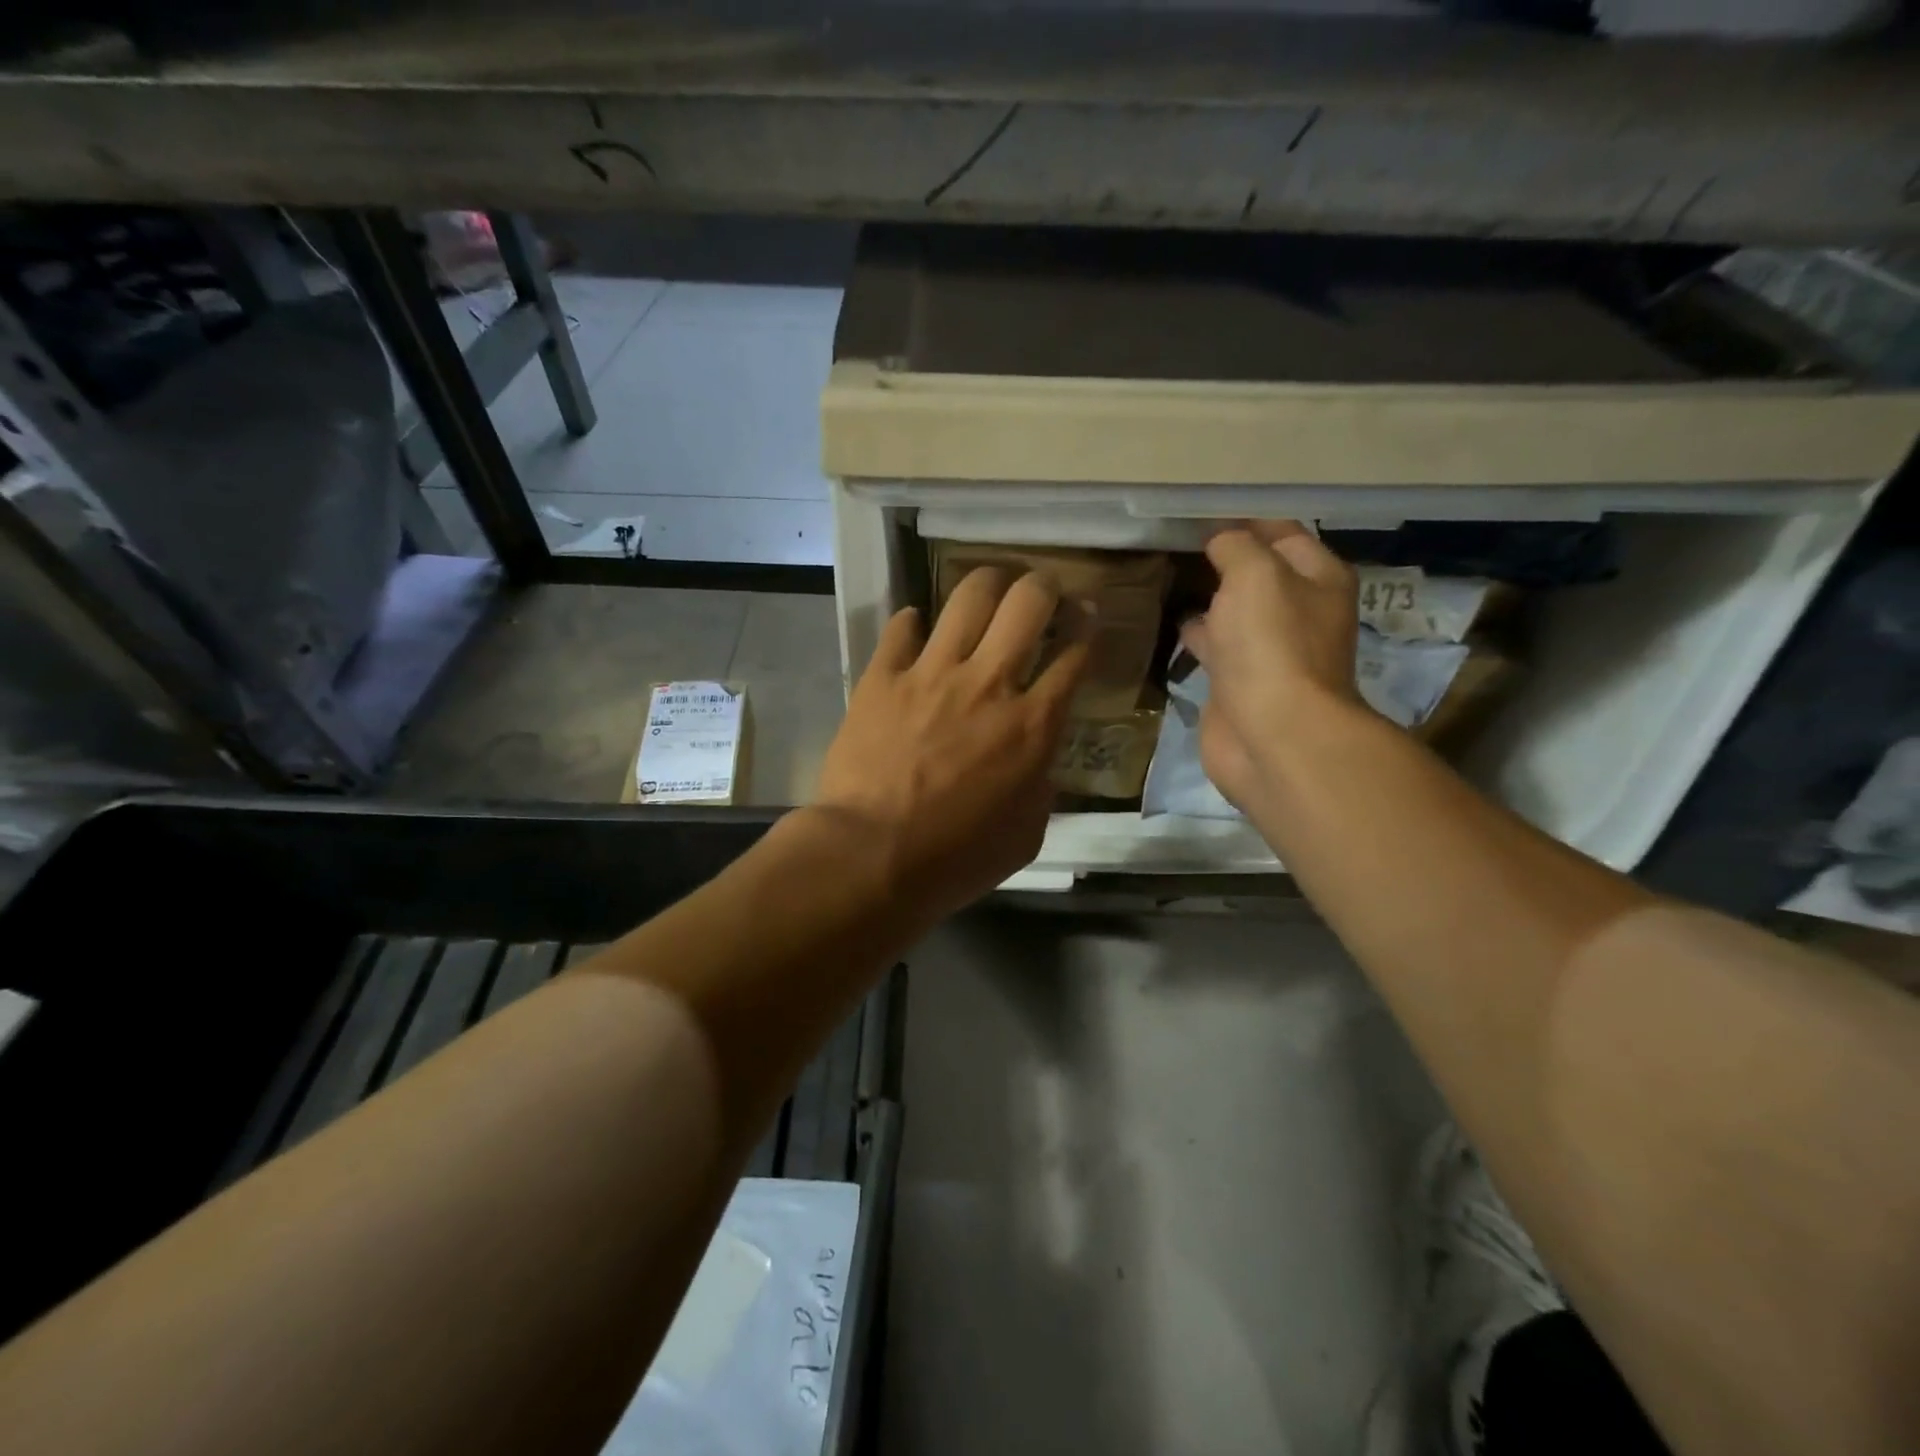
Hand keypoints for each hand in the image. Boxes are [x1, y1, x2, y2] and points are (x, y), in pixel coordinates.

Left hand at [815, 568, 1087, 917]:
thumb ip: (1040, 785)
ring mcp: (931, 673)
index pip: (1075, 653)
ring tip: (990, 591)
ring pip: (969, 596)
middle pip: (1028, 601)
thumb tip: (1034, 758)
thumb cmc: (956, 858)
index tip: (1086, 617)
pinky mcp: (882, 677)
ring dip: (988, 584)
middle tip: (1042, 593)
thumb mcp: (1026, 833)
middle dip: (1044, 585)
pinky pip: (901, 627)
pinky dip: (914, 623)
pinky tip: (919, 630)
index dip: (1087, 626)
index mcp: (1033, 724)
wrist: (872, 857)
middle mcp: (988, 683)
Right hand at [1179, 521, 1364, 811]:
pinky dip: (1197, 636)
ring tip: (1171, 579)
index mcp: (1318, 580)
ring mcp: (1269, 651)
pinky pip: (1216, 648)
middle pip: (1260, 575)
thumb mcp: (1254, 574)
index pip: (1284, 534)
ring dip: (1211, 600)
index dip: (1247, 521)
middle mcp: (1300, 612)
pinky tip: (1171, 623)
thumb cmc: (1271, 644)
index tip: (1202, 514)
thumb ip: (1236, 547)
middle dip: (1226, 560)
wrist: (1273, 735)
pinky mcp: (1240, 684)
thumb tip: (1220, 541)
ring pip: (1236, 613)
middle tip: (1179, 545)